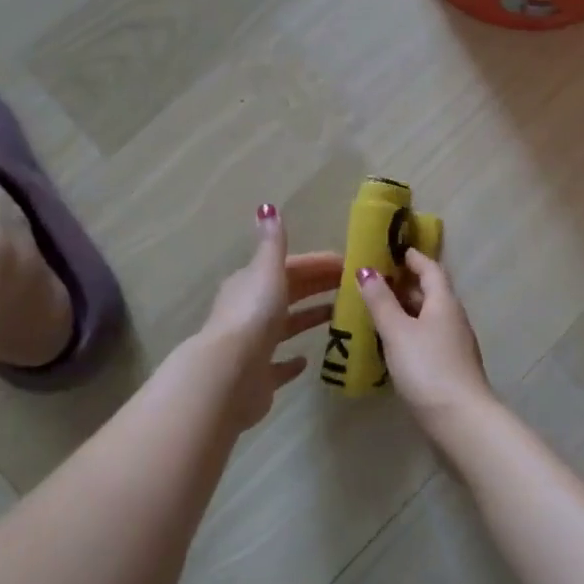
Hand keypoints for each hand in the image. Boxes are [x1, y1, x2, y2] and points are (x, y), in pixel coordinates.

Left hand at [198, 205, 342, 431]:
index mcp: (252, 283)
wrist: (229, 374)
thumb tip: (267, 206)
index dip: (318, 263)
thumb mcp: (267, 270)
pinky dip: (292, 361)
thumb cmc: (253, 315)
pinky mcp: (257, 377)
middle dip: (318, 286)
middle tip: (354, 287)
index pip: (290, 267)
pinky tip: (309, 359)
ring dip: (309, 318)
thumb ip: (273, 243)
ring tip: (341, 317)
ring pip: (286, 326)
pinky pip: (278, 365)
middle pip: (289, 293)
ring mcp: (253, 345)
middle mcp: (249, 310)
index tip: (348, 264)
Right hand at [356, 249, 493, 436]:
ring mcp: (455, 344)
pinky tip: (392, 344)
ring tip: (378, 310)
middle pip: (430, 291)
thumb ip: (381, 301)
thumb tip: (367, 270)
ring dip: (406, 309)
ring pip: (429, 316)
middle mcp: (453, 318)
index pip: (430, 268)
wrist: (460, 420)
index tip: (392, 250)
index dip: (412, 257)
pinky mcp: (451, 367)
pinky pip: (428, 338)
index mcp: (444, 302)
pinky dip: (410, 332)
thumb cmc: (427, 367)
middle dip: (405, 283)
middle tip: (376, 280)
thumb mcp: (397, 331)